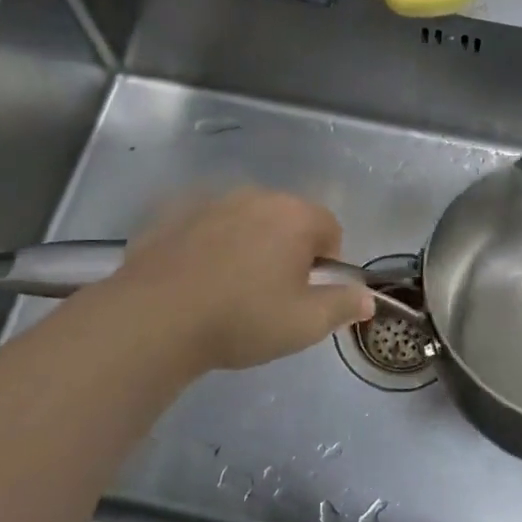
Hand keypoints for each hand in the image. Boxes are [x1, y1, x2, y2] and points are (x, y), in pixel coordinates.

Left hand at [101, 188, 374, 372]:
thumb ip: (343, 305)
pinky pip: (204, 226)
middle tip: (270, 294)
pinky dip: (208, 244)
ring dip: (248, 244)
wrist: (154, 318)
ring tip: (229, 288)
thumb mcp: (305, 324)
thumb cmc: (242, 318)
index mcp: (294, 215)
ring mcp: (211, 201)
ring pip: (245, 220)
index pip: (330, 228)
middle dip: (287, 249)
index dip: (326, 262)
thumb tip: (367, 297)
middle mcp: (256, 196)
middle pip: (287, 219)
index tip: (307, 293)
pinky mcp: (172, 214)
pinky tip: (194, 279)